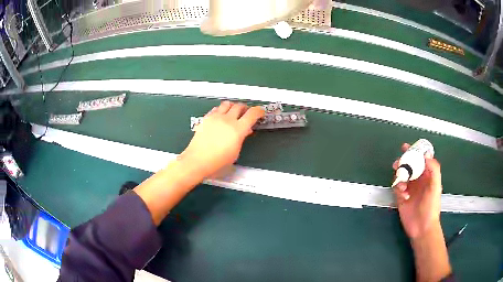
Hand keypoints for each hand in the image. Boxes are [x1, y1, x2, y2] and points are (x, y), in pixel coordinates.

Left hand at [179, 101, 264, 179]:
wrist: (197, 161)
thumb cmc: (217, 162)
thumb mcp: (235, 153)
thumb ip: (241, 139)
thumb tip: (245, 131)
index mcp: (238, 129)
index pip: (252, 114)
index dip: (258, 111)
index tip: (260, 112)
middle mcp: (228, 120)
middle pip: (239, 106)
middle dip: (245, 108)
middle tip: (246, 113)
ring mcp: (216, 117)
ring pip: (227, 104)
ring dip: (233, 106)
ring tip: (233, 112)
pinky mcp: (206, 118)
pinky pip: (216, 108)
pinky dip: (221, 109)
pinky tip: (220, 115)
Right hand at [392, 143, 441, 238]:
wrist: (422, 227)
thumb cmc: (431, 207)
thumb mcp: (435, 187)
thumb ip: (433, 169)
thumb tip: (426, 154)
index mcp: (427, 175)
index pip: (420, 160)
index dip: (414, 152)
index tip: (406, 147)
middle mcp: (418, 180)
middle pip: (408, 166)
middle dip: (402, 163)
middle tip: (397, 164)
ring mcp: (409, 189)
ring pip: (401, 176)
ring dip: (399, 178)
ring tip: (402, 185)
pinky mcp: (401, 198)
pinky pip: (397, 188)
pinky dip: (398, 189)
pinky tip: (403, 196)